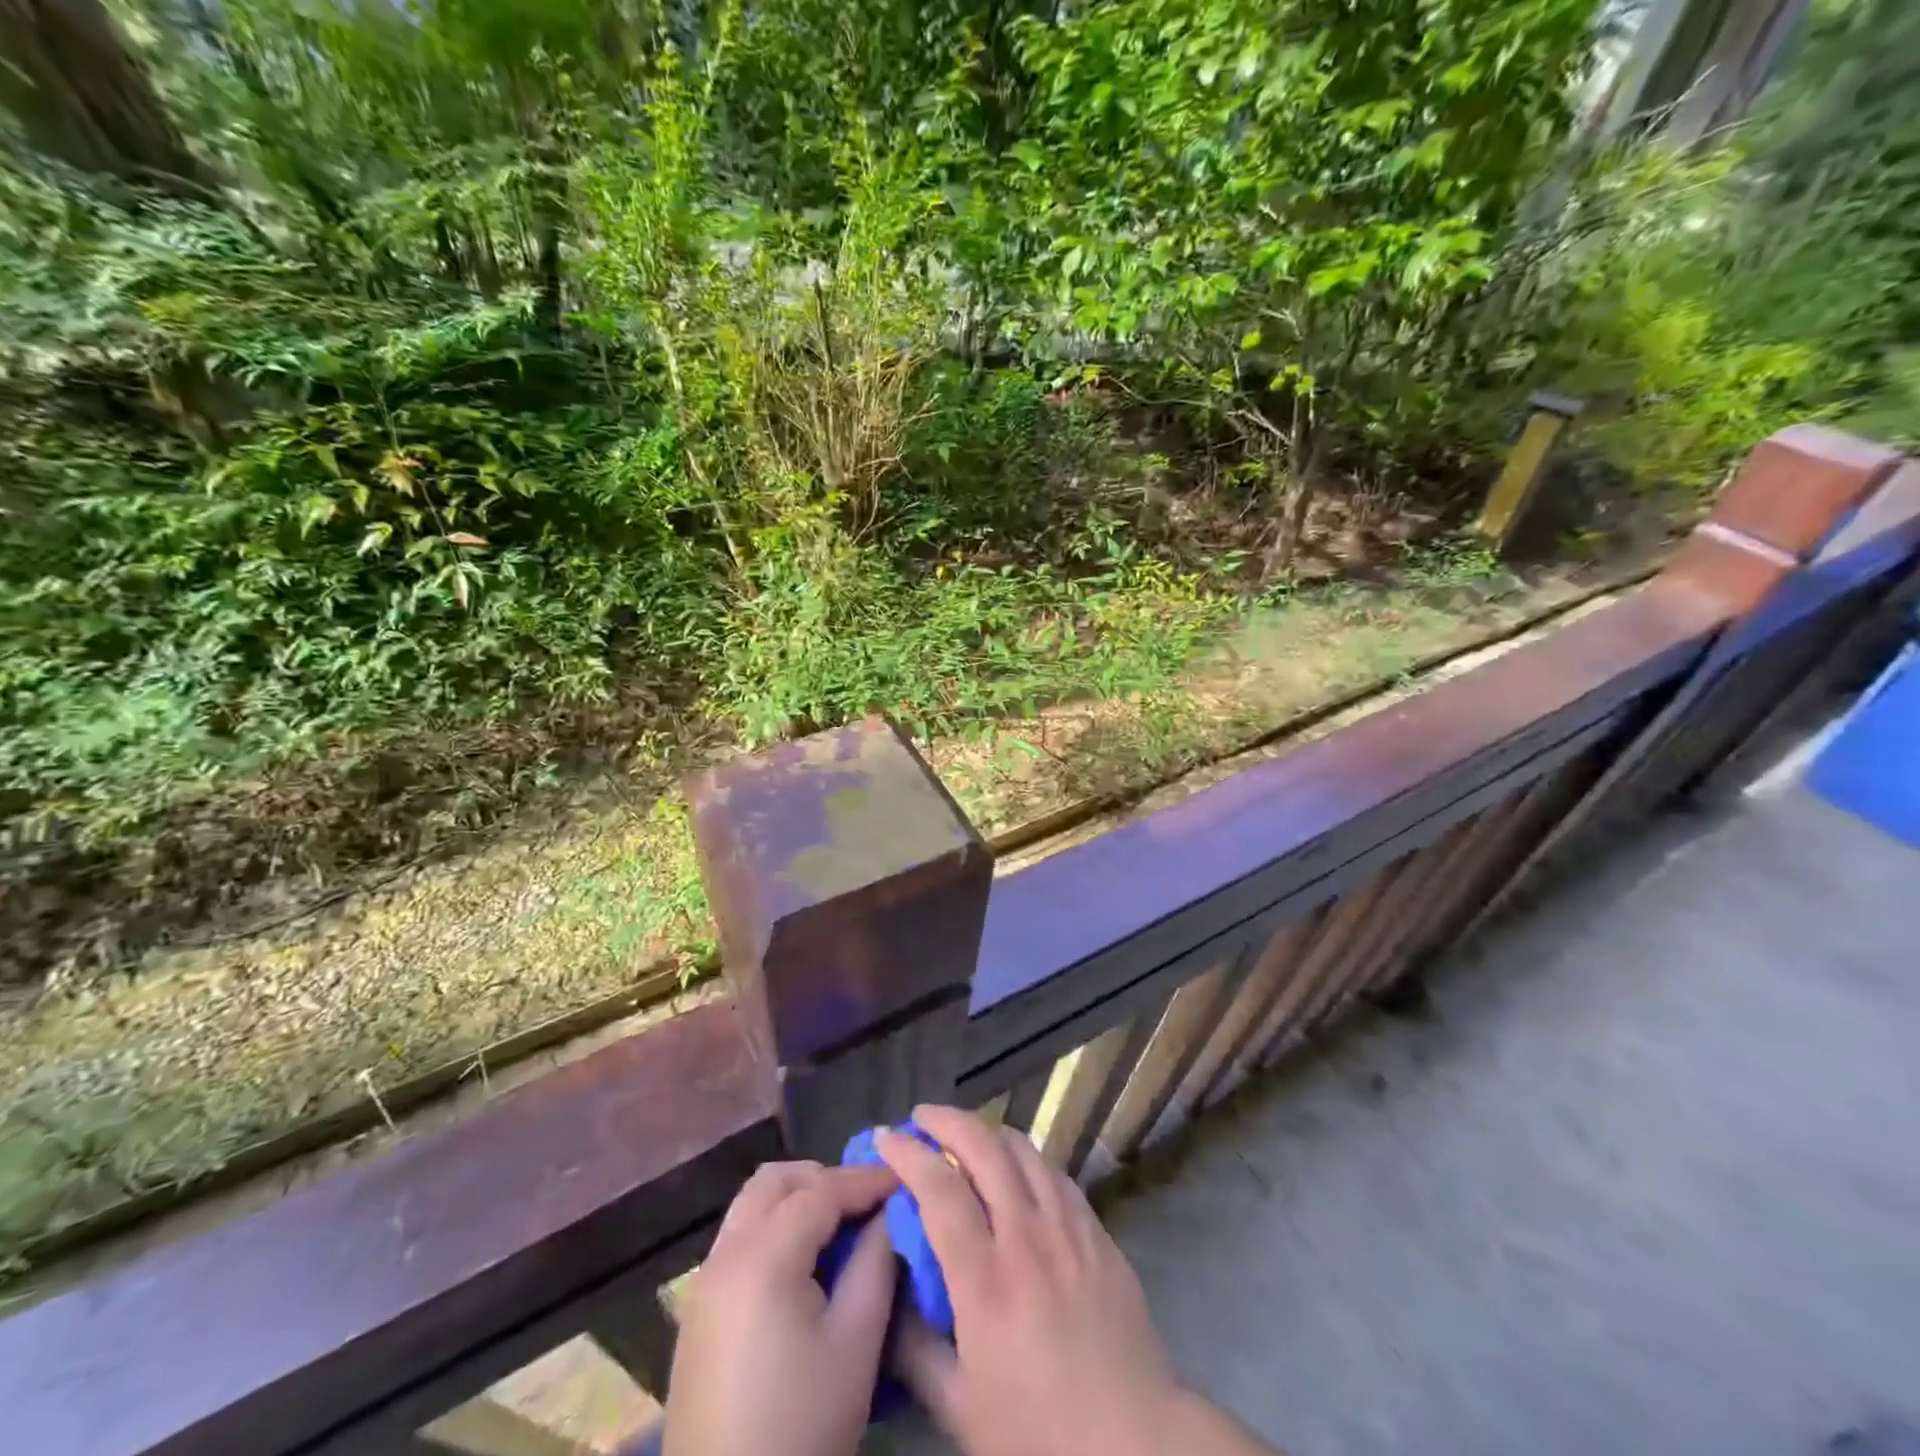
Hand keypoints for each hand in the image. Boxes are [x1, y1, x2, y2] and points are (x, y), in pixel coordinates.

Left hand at [664, 1160, 898, 1455]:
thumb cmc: (801, 1426)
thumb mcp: (856, 1342)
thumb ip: (877, 1261)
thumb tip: (891, 1212)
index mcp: (763, 1256)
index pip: (822, 1190)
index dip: (866, 1180)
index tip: (904, 1179)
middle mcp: (725, 1254)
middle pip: (776, 1181)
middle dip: (825, 1179)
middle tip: (866, 1203)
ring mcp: (704, 1282)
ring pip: (752, 1204)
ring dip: (796, 1199)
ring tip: (838, 1228)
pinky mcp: (697, 1311)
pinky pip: (739, 1237)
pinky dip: (774, 1226)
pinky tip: (803, 1263)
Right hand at [876, 1106, 1277, 1455]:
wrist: (1136, 1442)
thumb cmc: (1039, 1433)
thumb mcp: (960, 1407)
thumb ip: (915, 1348)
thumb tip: (890, 1294)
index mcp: (985, 1280)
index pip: (939, 1189)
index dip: (908, 1155)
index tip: (885, 1138)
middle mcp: (1027, 1236)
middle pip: (984, 1148)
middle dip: (947, 1120)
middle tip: (922, 1117)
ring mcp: (1068, 1227)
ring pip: (1025, 1150)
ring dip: (989, 1132)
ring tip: (967, 1134)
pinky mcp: (1097, 1231)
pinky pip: (1055, 1174)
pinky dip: (1027, 1158)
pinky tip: (1018, 1168)